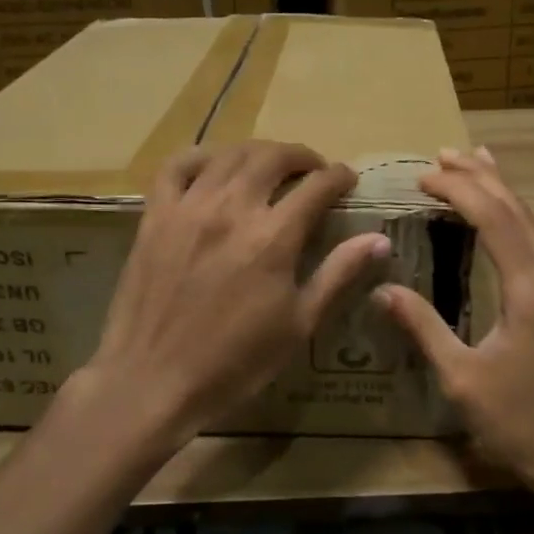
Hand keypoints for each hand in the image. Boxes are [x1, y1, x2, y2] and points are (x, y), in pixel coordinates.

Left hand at [76, 140, 390, 445]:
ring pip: (228, 155)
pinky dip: (200, 157)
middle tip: (312, 170)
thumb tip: (379, 240)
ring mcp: (188, 208)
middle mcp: (232, 209)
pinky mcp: (154, 216)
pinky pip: (176, 167)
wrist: (155, 380)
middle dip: (300, 157)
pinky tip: (213, 166)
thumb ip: (338, 275)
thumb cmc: (236, 362)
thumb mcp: (299, 325)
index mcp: (273, 237)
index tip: (347, 179)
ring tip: (269, 166)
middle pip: (272, 158)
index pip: (316, 186)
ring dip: (257, 153)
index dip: (338, 176)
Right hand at [378, 147, 533, 499]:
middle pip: (519, 212)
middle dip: (481, 178)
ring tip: (473, 160)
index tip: (424, 176)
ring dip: (501, 192)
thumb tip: (383, 288)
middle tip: (443, 154)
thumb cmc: (516, 422)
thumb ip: (423, 327)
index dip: (460, 192)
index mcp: (533, 294)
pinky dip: (515, 218)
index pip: (495, 222)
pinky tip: (505, 212)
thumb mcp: (461, 378)